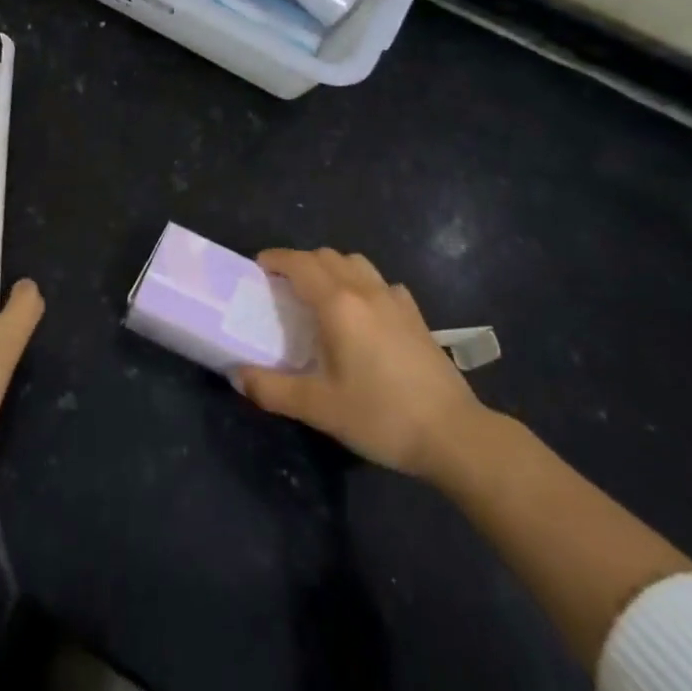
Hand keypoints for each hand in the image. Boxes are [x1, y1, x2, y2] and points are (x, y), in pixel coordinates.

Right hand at [235, 246, 491, 482]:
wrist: (453, 434)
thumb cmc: (381, 416)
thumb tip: (237, 375)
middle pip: (326, 256)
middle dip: (300, 262)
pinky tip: (364, 312)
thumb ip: (272, 389)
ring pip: (356, 263)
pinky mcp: (416, 315)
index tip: (258, 267)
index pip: (299, 263)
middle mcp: (365, 291)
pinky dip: (362, 284)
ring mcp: (395, 300)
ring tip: (320, 294)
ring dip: (331, 267)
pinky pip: (381, 283)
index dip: (276, 259)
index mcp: (337, 304)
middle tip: (282, 286)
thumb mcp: (319, 408)